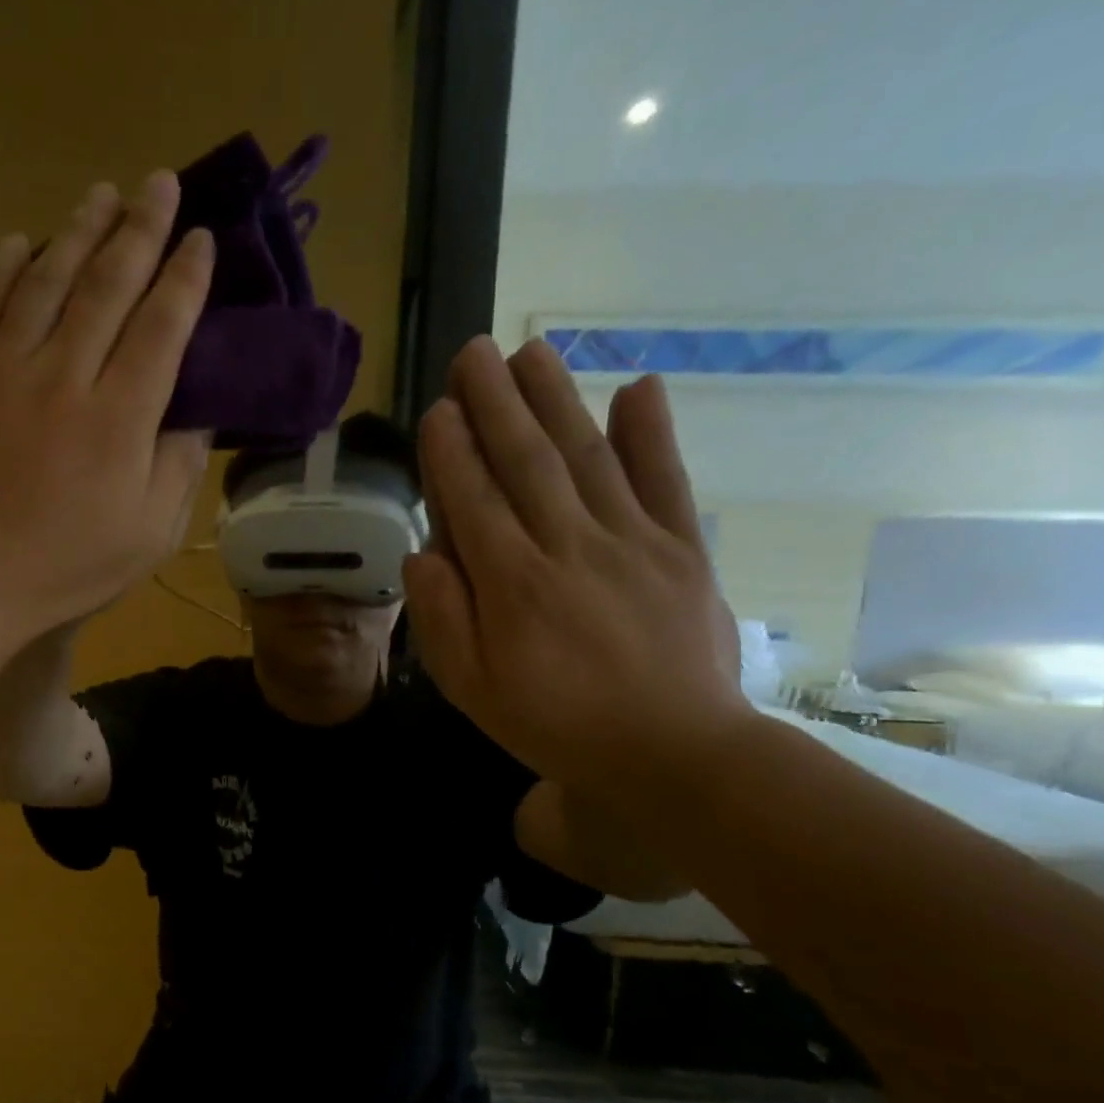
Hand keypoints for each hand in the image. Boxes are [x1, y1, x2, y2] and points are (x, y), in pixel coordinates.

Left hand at [0, 171, 215, 639]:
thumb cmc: (70, 567)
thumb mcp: (148, 535)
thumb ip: (179, 468)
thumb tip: (197, 412)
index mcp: (119, 420)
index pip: (161, 328)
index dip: (185, 279)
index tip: (201, 240)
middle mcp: (64, 377)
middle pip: (107, 286)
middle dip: (139, 230)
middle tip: (158, 184)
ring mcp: (3, 371)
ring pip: (45, 281)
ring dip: (77, 231)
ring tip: (101, 194)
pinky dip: (2, 268)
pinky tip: (21, 242)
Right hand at [403, 337, 751, 804]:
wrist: (673, 752)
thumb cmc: (556, 724)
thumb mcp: (474, 690)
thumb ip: (444, 620)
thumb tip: (422, 556)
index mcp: (513, 585)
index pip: (474, 501)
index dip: (452, 452)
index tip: (438, 409)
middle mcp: (569, 546)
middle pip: (526, 461)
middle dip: (496, 403)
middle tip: (473, 353)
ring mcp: (632, 541)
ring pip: (587, 456)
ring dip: (556, 398)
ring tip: (531, 350)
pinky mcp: (681, 548)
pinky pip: (665, 481)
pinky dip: (653, 432)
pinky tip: (639, 387)